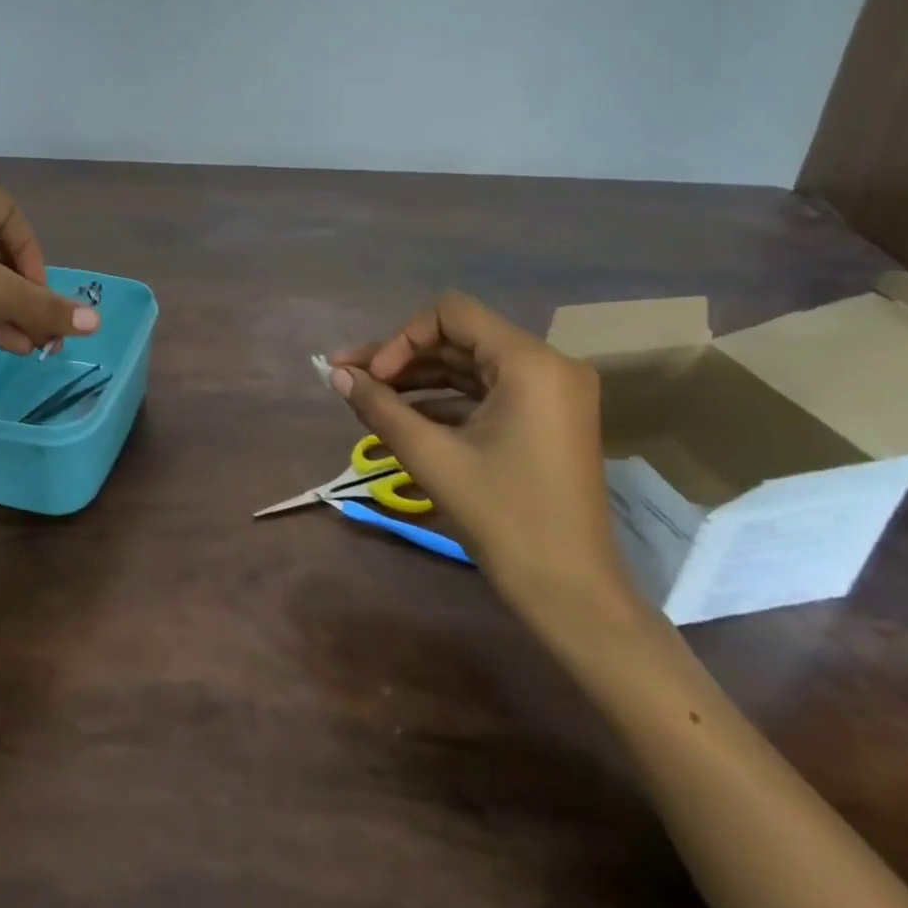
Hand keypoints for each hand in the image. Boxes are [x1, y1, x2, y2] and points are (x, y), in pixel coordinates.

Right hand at [328, 291, 636, 629]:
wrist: (571, 594)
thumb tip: (336, 374)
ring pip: (469, 366)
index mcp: (530, 362)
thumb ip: (380, 407)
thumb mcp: (431, 458)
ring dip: (418, 379)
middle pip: (458, 339)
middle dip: (401, 358)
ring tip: (367, 396)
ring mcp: (551, 393)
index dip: (402, 337)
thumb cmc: (503, 518)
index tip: (373, 377)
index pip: (450, 314)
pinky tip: (403, 417)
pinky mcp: (546, 419)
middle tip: (349, 377)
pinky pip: (487, 392)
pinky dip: (445, 401)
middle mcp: (547, 365)